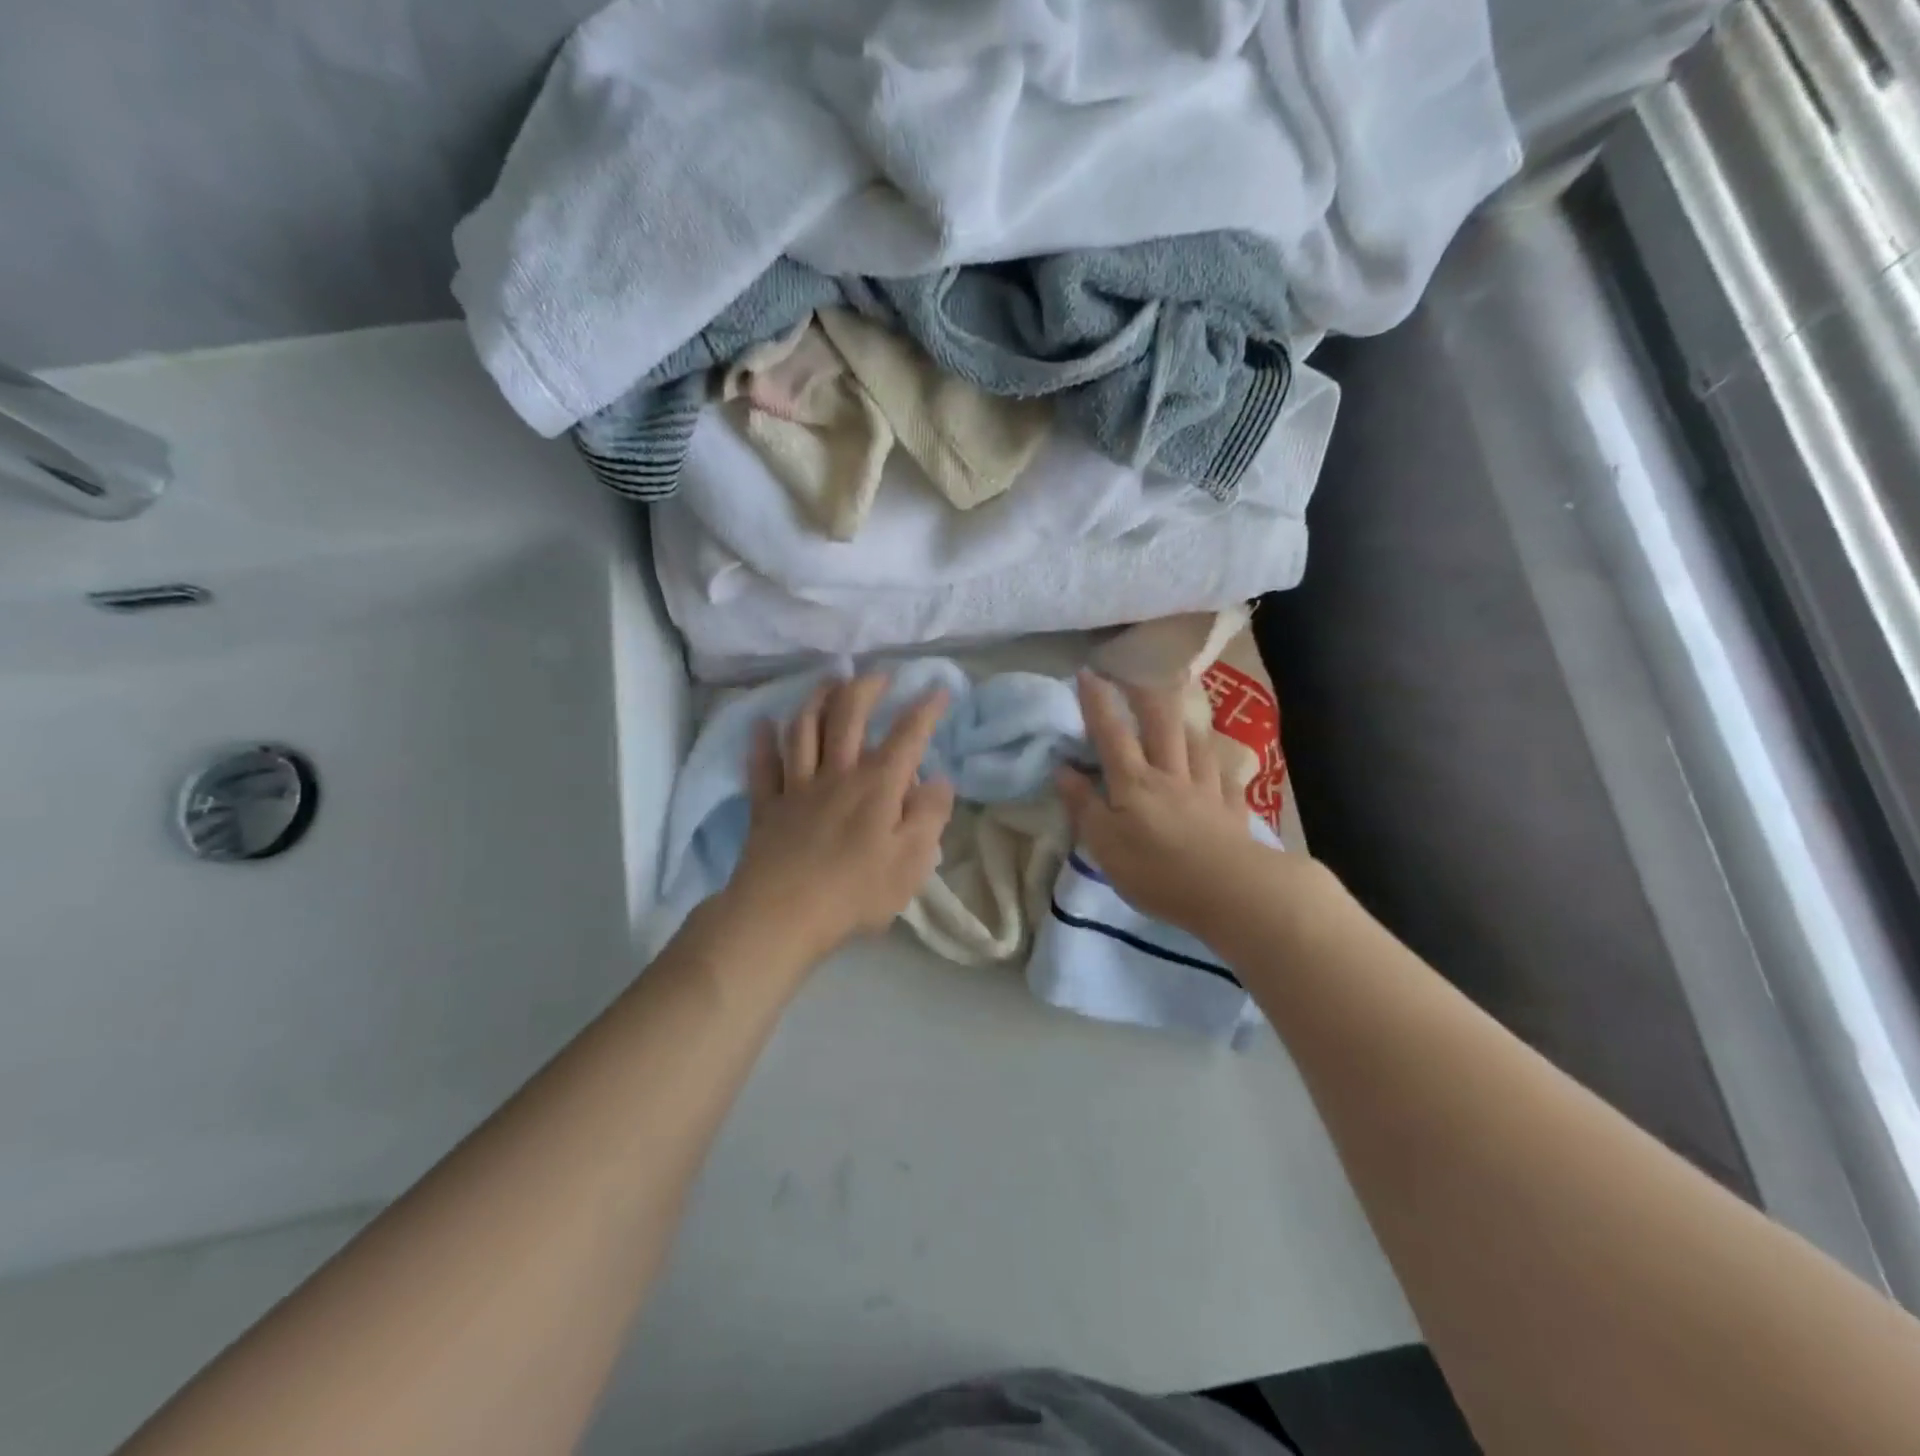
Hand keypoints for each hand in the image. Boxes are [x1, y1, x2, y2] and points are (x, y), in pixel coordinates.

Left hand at [723, 673, 955, 964]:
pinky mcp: (767, 807)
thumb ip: (930, 816)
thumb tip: (940, 780)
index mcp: (877, 785)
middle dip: (866, 688)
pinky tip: (762, 724)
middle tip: (879, 675)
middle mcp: (837, 773)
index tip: (938, 689)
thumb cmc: (856, 891)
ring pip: (804, 729)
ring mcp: (797, 787)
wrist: (782, 915)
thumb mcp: (912, 861)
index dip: (925, 709)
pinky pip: (762, 766)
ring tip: (829, 682)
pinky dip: (762, 743)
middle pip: (848, 716)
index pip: (907, 735)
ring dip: (817, 699)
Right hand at [1057, 670, 1271, 934]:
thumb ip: (1083, 805)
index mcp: (1134, 782)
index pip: (1111, 734)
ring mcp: (1206, 789)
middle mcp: (1170, 775)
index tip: (1088, 673)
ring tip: (1181, 710)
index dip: (1098, 703)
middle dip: (1147, 695)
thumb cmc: (1156, 871)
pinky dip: (1220, 764)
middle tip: (1139, 674)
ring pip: (1196, 744)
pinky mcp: (1232, 809)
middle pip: (1160, 725)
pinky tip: (1219, 762)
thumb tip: (1062, 769)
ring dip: (1186, 722)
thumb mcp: (1104, 845)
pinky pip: (1226, 776)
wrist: (1229, 891)